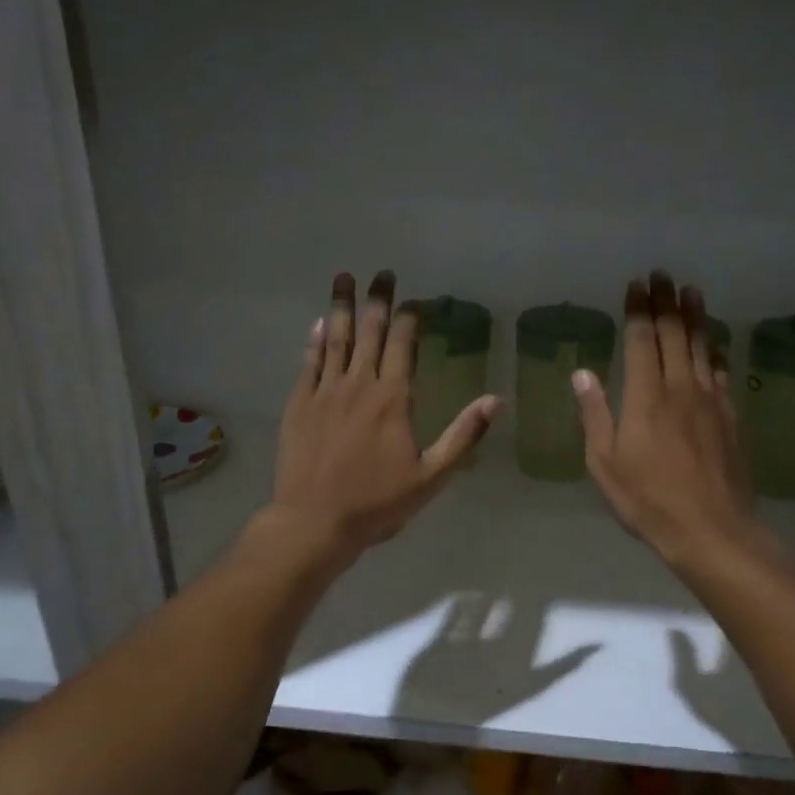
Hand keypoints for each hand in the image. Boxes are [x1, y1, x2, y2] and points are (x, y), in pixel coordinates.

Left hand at [269, 270, 497, 564]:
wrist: (314, 521)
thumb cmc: (377, 502)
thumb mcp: (432, 476)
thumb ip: (463, 436)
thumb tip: (495, 400)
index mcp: (392, 398)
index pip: (402, 345)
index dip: (409, 318)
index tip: (414, 299)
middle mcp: (358, 385)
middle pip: (369, 332)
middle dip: (377, 300)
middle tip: (381, 273)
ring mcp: (324, 392)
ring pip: (335, 339)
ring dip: (341, 306)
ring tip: (344, 277)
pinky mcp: (299, 405)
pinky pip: (309, 362)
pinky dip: (315, 340)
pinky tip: (319, 324)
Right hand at [573, 272, 771, 569]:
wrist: (710, 528)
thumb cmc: (647, 500)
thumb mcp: (605, 463)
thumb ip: (595, 415)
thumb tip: (582, 373)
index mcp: (645, 397)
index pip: (642, 341)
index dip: (639, 310)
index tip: (637, 284)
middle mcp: (679, 388)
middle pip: (674, 335)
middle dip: (666, 303)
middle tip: (663, 275)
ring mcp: (709, 401)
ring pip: (701, 347)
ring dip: (695, 317)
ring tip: (691, 292)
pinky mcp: (729, 417)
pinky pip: (720, 373)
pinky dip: (715, 351)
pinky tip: (715, 343)